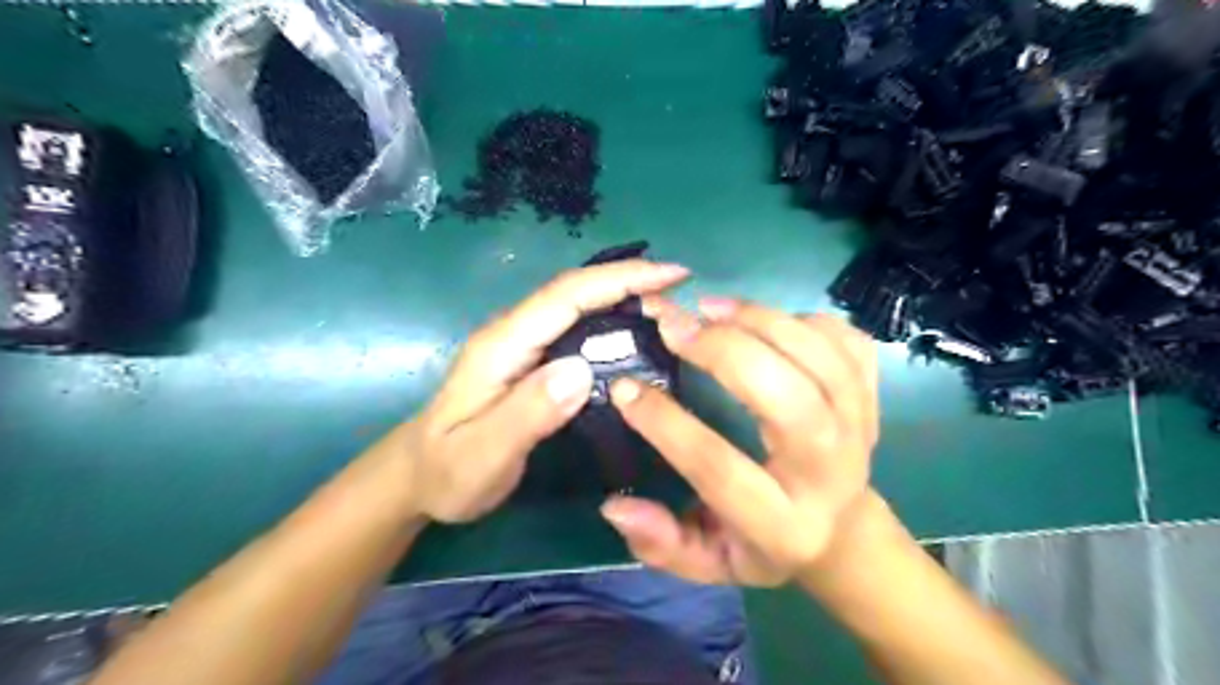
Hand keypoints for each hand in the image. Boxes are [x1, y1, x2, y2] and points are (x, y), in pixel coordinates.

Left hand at [400, 258, 684, 521]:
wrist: (417, 478)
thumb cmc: (448, 472)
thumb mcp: (483, 454)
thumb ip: (527, 413)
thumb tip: (582, 370)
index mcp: (502, 346)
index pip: (565, 296)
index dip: (619, 280)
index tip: (670, 275)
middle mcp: (512, 334)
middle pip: (574, 292)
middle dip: (628, 281)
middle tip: (681, 290)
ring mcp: (520, 346)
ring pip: (575, 307)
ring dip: (621, 296)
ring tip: (668, 306)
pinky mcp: (528, 361)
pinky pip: (574, 329)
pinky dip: (608, 320)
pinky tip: (632, 334)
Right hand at [600, 299, 876, 589]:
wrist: (844, 530)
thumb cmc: (766, 543)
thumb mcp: (711, 563)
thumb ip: (663, 544)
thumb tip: (615, 506)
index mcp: (783, 522)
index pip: (719, 468)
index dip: (666, 425)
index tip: (625, 388)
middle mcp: (828, 471)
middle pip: (788, 400)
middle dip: (725, 352)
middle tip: (673, 327)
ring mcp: (858, 426)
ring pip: (820, 358)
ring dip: (759, 321)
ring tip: (708, 308)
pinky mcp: (871, 396)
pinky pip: (844, 341)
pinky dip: (799, 318)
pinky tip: (758, 320)